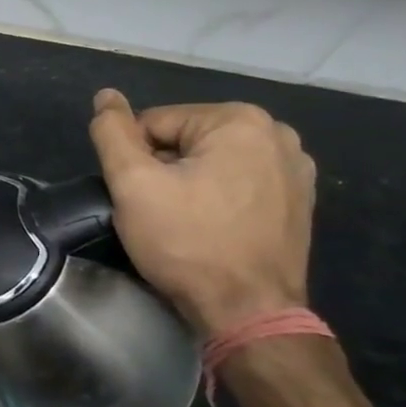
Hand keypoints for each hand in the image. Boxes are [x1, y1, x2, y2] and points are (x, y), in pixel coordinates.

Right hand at [88, 89, 315, 336]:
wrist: (247, 311)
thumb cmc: (186, 242)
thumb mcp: (133, 183)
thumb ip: (112, 133)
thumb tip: (105, 95)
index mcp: (239, 120)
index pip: (154, 124)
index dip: (134, 160)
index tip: (139, 197)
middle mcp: (277, 133)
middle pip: (185, 140)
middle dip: (163, 170)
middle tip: (158, 212)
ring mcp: (296, 168)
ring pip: (211, 162)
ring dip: (189, 184)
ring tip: (184, 222)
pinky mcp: (300, 200)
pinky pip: (239, 183)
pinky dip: (218, 198)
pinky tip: (213, 228)